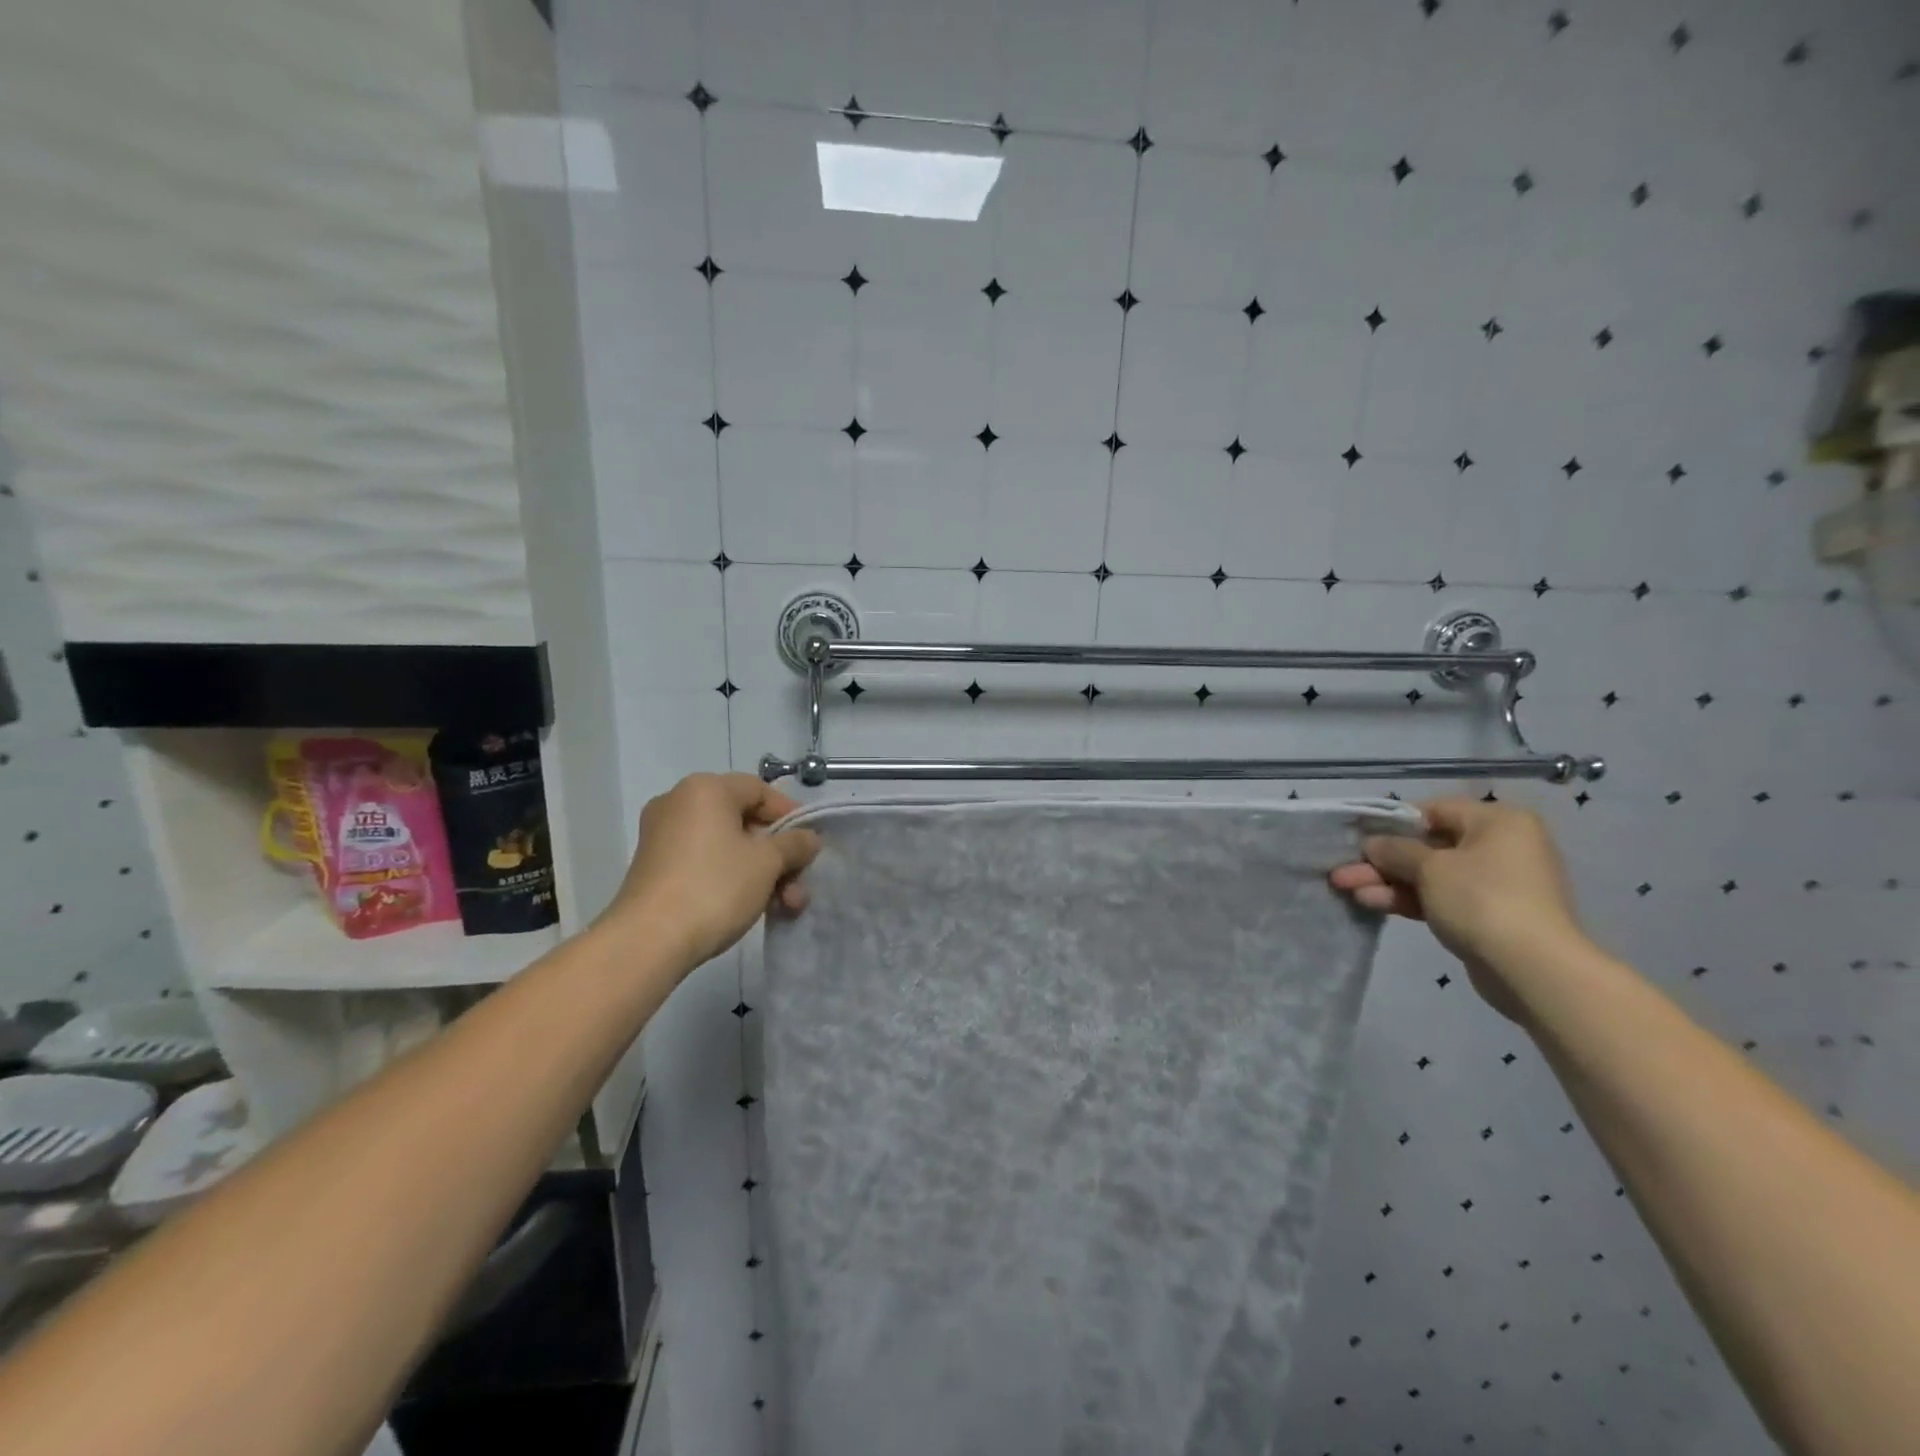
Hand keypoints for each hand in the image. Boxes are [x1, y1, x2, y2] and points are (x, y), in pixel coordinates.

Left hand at [599, 773, 820, 968]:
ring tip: (785, 906)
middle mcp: (679, 803)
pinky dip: (733, 878)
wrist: (648, 941)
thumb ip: (795, 844)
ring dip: (762, 873)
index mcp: (706, 789)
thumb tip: (808, 838)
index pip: (760, 790)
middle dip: (779, 855)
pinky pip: (705, 862)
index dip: (791, 815)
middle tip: (799, 883)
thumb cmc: (715, 887)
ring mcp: (663, 836)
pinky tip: (755, 907)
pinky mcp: (655, 867)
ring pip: (727, 846)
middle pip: (745, 821)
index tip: (810, 844)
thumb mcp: (768, 863)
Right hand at [1329, 798, 1585, 1022]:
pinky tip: (1370, 902)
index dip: (1392, 823)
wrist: (1533, 969)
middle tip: (1343, 870)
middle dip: (1382, 861)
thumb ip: (1395, 850)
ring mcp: (1494, 884)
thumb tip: (1372, 843)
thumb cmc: (1482, 899)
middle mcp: (1500, 847)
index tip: (1359, 837)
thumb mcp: (1430, 867)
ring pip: (1429, 876)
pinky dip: (1407, 899)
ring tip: (1345, 888)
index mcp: (1498, 822)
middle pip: (1428, 847)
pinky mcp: (1486, 916)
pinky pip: (1440, 898)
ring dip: (1387, 881)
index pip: (1434, 810)